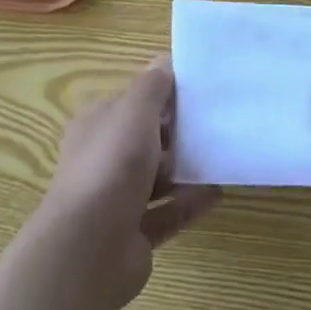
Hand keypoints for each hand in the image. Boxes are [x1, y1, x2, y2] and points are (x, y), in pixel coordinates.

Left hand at [39, 59, 220, 309]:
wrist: (89, 248)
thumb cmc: (111, 165)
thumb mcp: (135, 112)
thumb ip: (153, 86)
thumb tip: (165, 60)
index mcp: (96, 126)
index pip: (130, 102)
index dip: (160, 94)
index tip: (196, 90)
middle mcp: (102, 160)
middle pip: (144, 140)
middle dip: (176, 132)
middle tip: (214, 122)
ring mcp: (116, 200)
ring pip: (156, 178)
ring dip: (185, 168)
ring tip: (221, 156)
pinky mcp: (133, 234)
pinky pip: (167, 212)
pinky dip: (190, 202)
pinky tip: (218, 192)